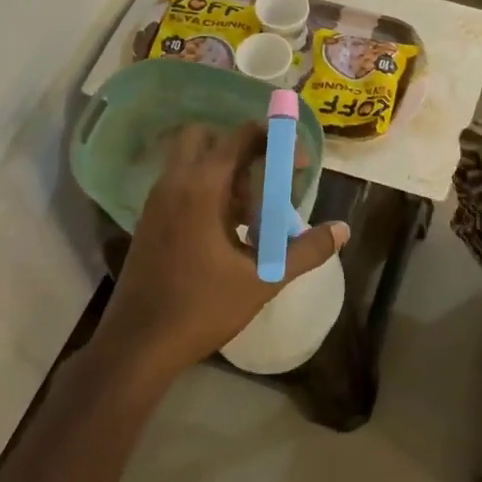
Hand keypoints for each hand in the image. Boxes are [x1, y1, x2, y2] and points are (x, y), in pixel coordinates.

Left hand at [98, 123, 347, 380]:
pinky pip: (181, 187)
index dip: (275, 140)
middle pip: (207, 138)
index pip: (239, 136)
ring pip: (192, 164)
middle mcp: (174, 183)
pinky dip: (207, 193)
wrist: (138, 345)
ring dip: (225, 175)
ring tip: (253, 217)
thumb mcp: (263, 279)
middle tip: (266, 182)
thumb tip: (343, 229)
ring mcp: (156, 202)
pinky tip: (227, 234)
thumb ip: (306, 251)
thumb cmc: (201, 308)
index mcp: (201, 188)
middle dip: (241, 150)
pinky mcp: (149, 222)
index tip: (298, 163)